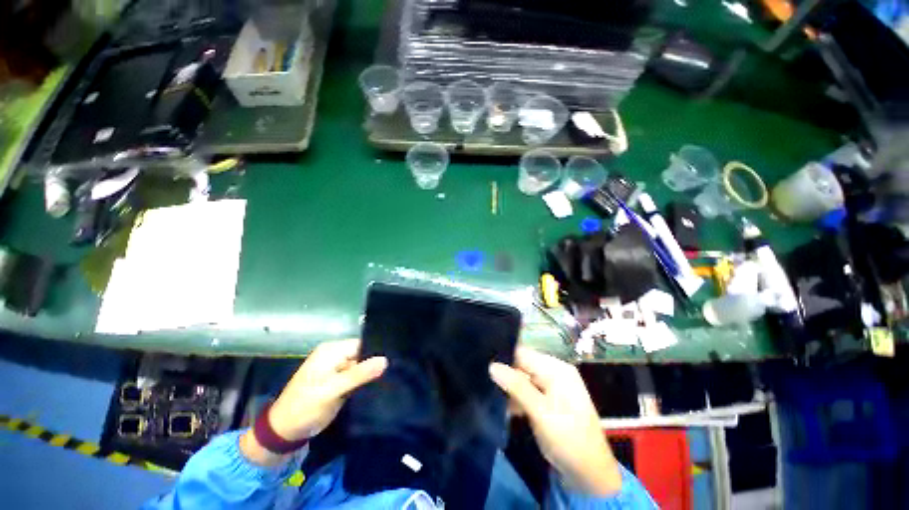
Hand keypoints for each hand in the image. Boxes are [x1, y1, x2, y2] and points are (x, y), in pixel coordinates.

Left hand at [241, 339, 386, 465]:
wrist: (284, 432)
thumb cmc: (305, 408)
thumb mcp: (332, 391)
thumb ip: (359, 375)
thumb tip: (385, 360)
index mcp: (331, 350)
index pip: (362, 344)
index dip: (377, 352)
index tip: (394, 363)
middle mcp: (334, 354)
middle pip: (362, 354)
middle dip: (375, 363)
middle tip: (392, 373)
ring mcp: (335, 367)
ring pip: (361, 365)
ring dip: (370, 373)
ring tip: (388, 380)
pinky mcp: (337, 380)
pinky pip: (356, 375)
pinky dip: (364, 381)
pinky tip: (376, 386)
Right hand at [489, 347, 620, 495]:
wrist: (590, 474)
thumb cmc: (568, 439)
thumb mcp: (541, 412)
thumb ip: (517, 387)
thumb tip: (492, 365)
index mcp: (557, 369)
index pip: (524, 353)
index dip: (504, 359)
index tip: (485, 366)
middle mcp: (555, 372)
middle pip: (523, 364)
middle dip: (506, 375)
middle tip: (488, 384)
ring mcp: (553, 385)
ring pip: (523, 378)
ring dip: (510, 388)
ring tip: (496, 397)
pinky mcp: (549, 399)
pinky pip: (528, 390)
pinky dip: (517, 397)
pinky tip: (508, 407)